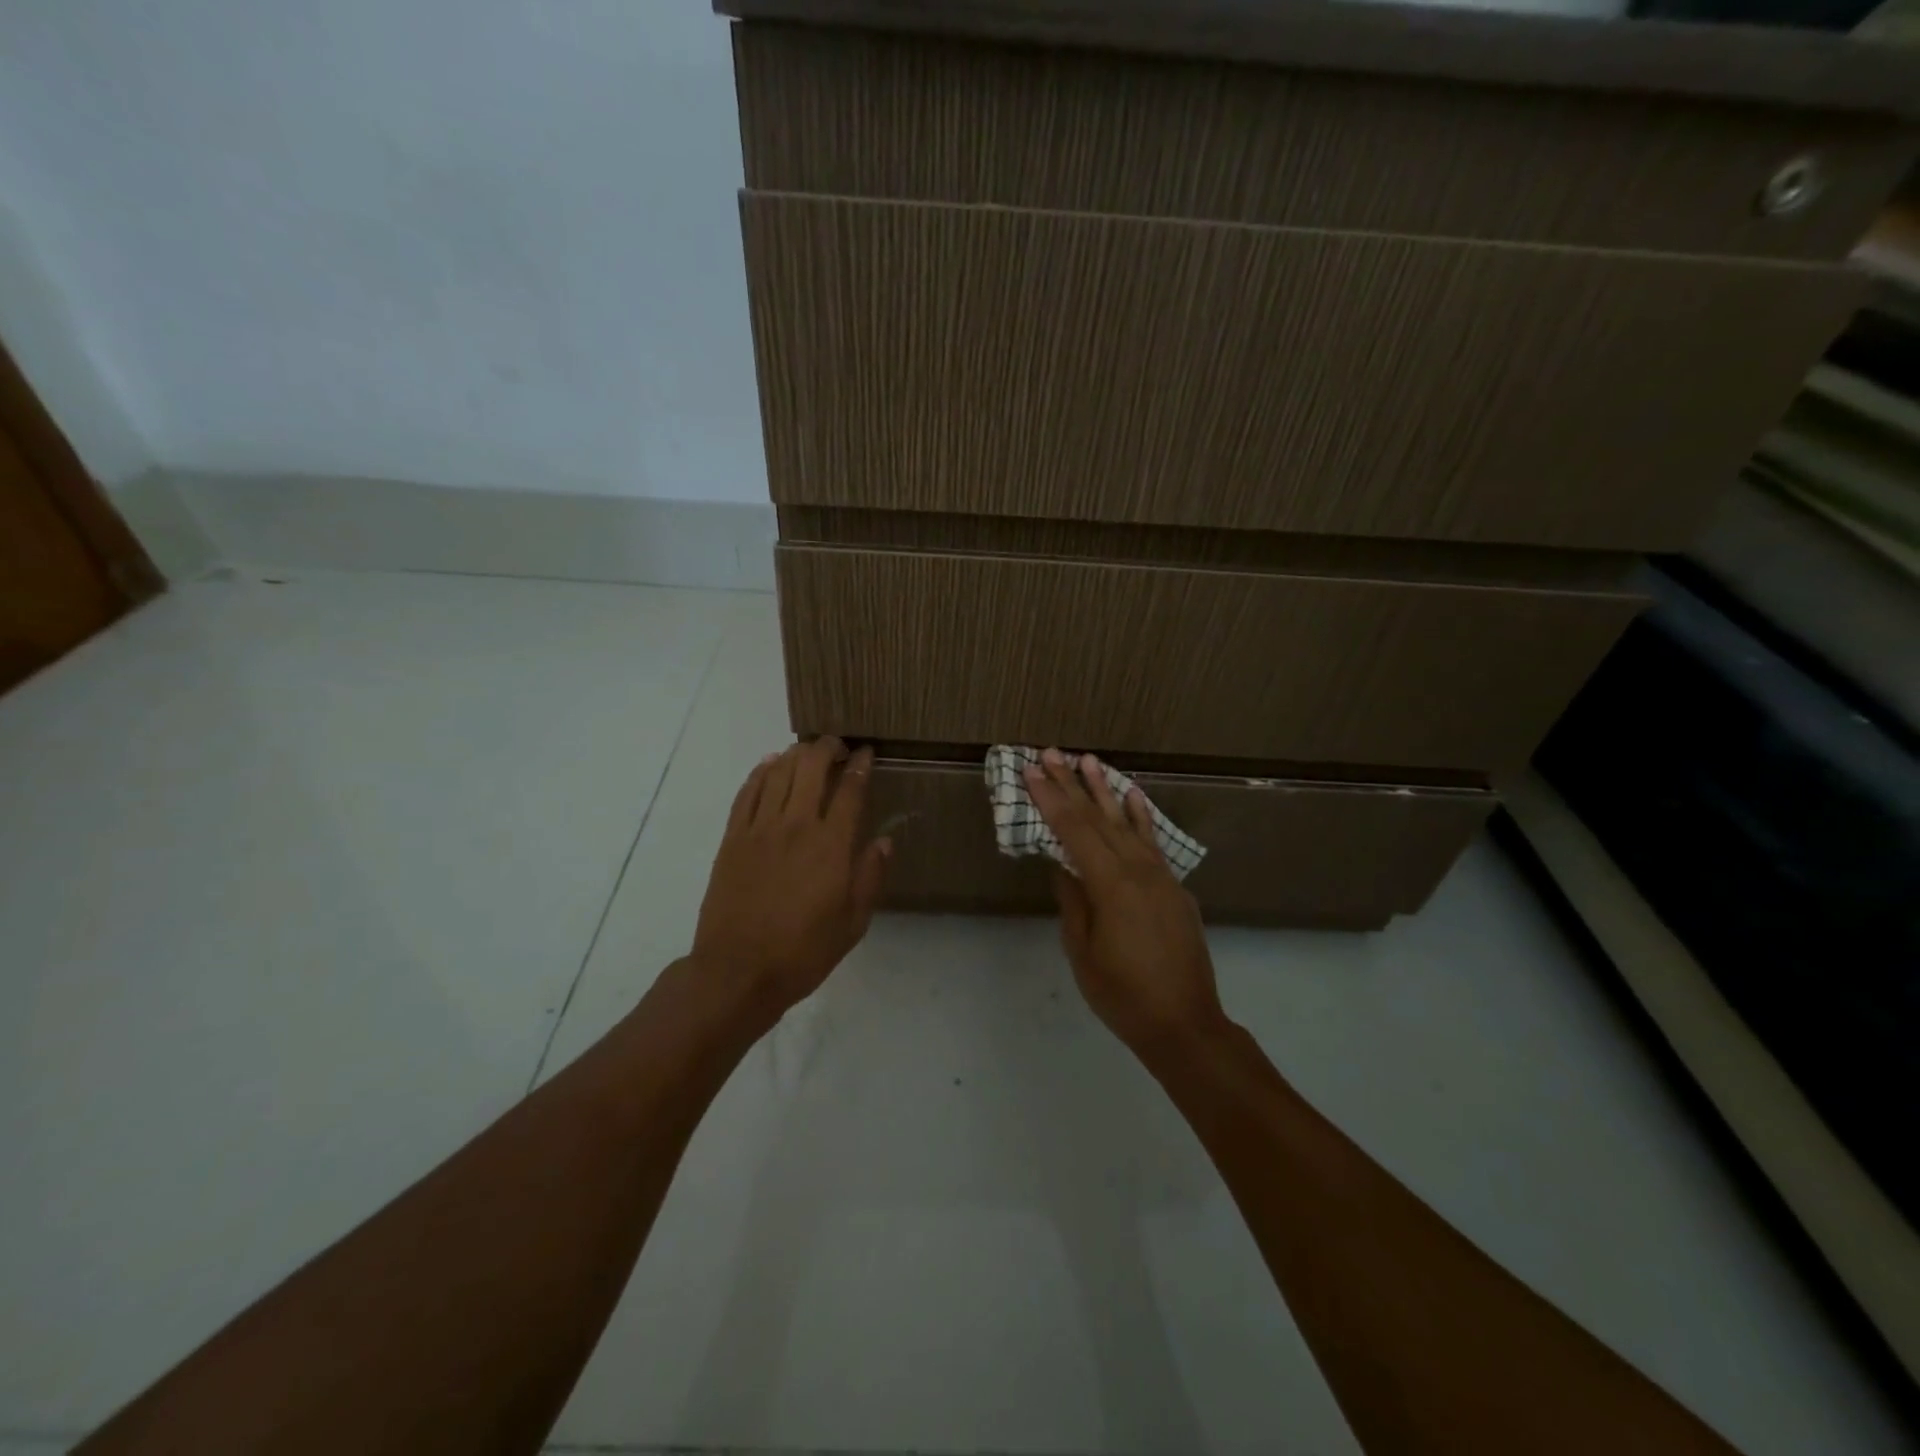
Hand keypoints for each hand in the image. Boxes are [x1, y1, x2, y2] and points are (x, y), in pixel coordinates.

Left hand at [691, 738, 890, 1025]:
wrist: (738, 971)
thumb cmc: (803, 952)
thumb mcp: (852, 923)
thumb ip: (870, 877)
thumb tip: (884, 840)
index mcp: (831, 846)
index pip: (850, 790)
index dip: (860, 765)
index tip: (866, 752)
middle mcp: (796, 826)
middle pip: (811, 768)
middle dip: (827, 748)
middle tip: (837, 746)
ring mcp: (759, 829)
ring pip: (778, 773)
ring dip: (796, 755)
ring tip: (807, 752)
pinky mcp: (732, 839)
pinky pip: (747, 793)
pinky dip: (760, 773)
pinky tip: (769, 766)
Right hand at [1025, 749, 1229, 1063]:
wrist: (1185, 1023)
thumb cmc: (1123, 994)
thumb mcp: (1083, 951)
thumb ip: (1073, 901)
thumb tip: (1063, 866)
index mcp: (1111, 885)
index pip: (1073, 831)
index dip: (1050, 799)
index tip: (1031, 771)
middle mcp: (1138, 870)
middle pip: (1098, 818)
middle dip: (1071, 784)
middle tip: (1051, 753)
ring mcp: (1161, 876)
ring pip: (1127, 823)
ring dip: (1105, 790)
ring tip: (1087, 760)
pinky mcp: (1174, 888)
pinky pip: (1152, 842)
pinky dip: (1140, 816)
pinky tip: (1132, 795)